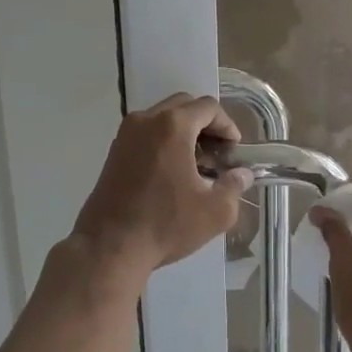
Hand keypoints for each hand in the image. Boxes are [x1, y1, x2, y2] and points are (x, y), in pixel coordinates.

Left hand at [72, 94, 251, 277]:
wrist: (109, 246)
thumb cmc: (165, 224)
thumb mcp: (214, 211)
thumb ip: (234, 186)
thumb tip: (242, 175)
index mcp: (173, 126)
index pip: (208, 107)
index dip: (227, 125)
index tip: (234, 150)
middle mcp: (146, 120)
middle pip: (183, 105)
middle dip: (205, 124)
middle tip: (217, 153)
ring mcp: (126, 135)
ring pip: (162, 118)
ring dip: (184, 132)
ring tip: (196, 164)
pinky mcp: (114, 151)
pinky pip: (145, 133)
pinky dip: (163, 141)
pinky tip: (172, 172)